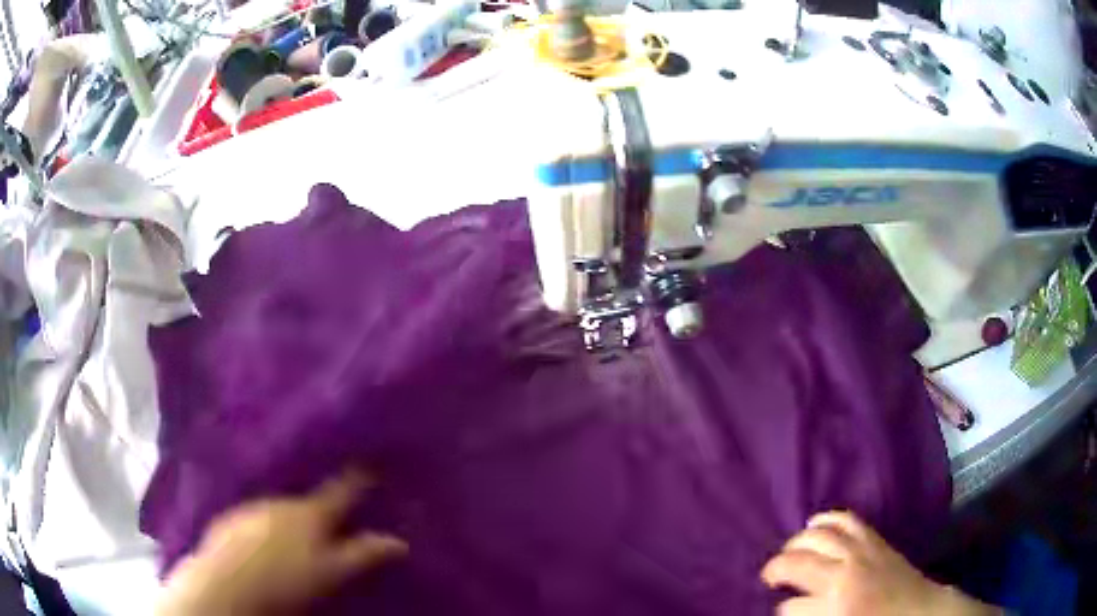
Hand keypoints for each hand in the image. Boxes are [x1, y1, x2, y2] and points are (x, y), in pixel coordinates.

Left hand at [156, 470, 407, 615]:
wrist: (227, 582)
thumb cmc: (287, 579)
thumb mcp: (332, 573)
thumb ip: (364, 555)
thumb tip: (400, 541)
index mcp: (309, 514)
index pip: (340, 492)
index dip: (357, 479)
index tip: (369, 464)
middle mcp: (279, 502)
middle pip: (306, 501)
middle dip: (318, 507)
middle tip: (329, 520)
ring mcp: (251, 509)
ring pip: (277, 510)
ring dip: (288, 519)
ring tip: (294, 537)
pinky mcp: (229, 522)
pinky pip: (254, 519)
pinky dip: (263, 528)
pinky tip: (262, 546)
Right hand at [761, 511, 998, 615]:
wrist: (918, 613)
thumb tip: (789, 608)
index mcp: (836, 605)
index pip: (790, 606)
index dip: (781, 610)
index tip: (780, 609)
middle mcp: (845, 573)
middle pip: (799, 562)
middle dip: (777, 569)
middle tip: (769, 577)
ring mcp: (862, 551)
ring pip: (820, 535)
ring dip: (798, 541)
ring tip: (788, 550)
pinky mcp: (875, 539)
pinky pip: (846, 519)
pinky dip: (827, 519)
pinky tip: (816, 524)